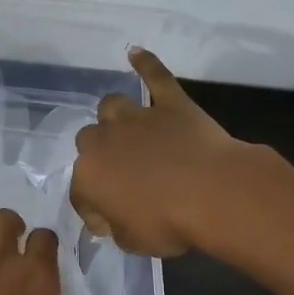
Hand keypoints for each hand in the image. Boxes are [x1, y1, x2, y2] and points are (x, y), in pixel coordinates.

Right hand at [71, 48, 250, 255]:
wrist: (212, 193)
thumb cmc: (168, 223)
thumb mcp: (133, 242)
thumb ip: (117, 228)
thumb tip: (114, 220)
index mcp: (88, 176)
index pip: (81, 193)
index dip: (95, 210)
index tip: (111, 222)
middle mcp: (103, 141)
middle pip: (89, 142)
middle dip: (101, 157)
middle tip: (122, 175)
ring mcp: (137, 118)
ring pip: (112, 106)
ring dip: (115, 118)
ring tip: (127, 131)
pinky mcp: (171, 104)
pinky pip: (155, 76)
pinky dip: (145, 64)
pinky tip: (136, 53)